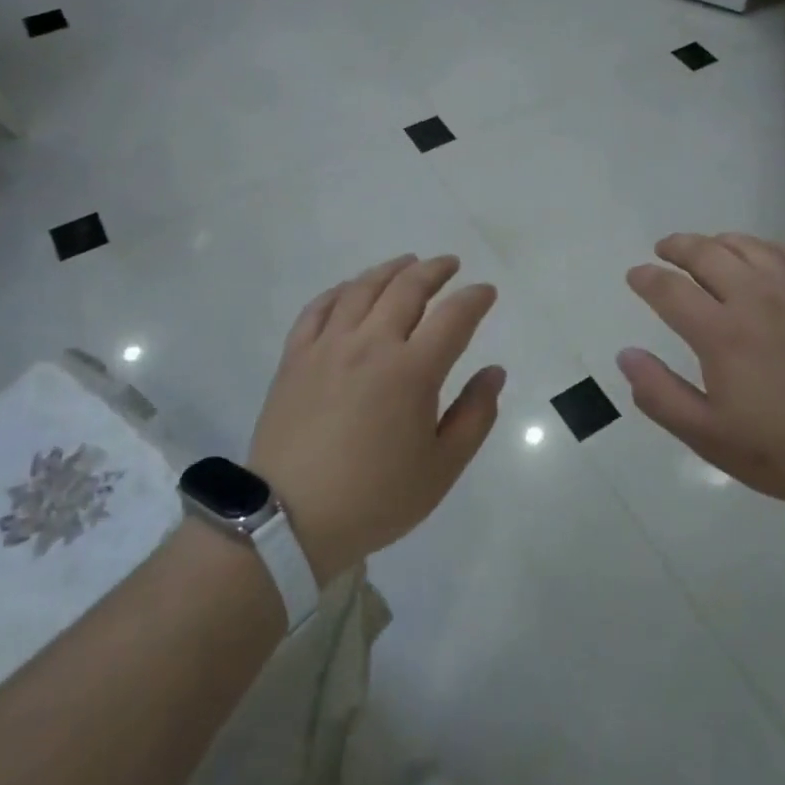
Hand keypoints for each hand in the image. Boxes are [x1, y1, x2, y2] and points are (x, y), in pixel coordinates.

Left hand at [249, 254, 504, 583]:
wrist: (289, 520)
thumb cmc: (375, 497)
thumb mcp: (441, 468)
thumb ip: (475, 415)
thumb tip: (494, 372)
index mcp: (412, 371)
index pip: (454, 317)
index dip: (475, 298)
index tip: (486, 292)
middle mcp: (371, 344)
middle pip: (407, 288)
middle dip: (435, 271)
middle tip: (450, 265)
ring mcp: (328, 346)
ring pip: (363, 289)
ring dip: (390, 270)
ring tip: (407, 263)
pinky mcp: (296, 357)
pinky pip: (319, 308)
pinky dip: (341, 290)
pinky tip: (351, 289)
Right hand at [618, 232, 784, 516]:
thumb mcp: (710, 437)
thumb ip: (660, 394)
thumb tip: (626, 355)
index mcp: (720, 332)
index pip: (669, 289)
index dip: (646, 279)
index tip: (635, 276)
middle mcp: (754, 298)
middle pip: (706, 253)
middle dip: (677, 247)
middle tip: (663, 250)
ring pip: (748, 246)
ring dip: (718, 241)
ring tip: (706, 248)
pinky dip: (765, 247)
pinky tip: (762, 256)